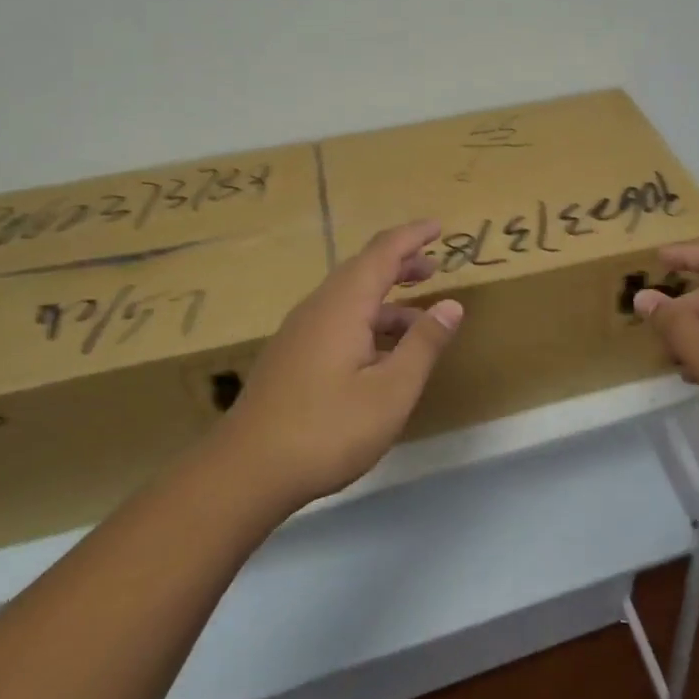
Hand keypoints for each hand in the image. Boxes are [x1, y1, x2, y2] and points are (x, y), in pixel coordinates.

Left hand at [210, 220, 463, 508]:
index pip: (382, 253)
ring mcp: (300, 334)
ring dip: (386, 299)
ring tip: (419, 319)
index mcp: (343, 306)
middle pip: (362, 270)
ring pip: (349, 299)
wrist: (247, 471)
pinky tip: (382, 354)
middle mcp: (318, 309)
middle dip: (400, 264)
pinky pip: (337, 321)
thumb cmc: (328, 429)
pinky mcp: (292, 358)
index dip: (412, 236)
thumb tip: (451, 305)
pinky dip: (368, 321)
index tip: (439, 227)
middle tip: (434, 267)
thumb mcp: (392, 390)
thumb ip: (423, 344)